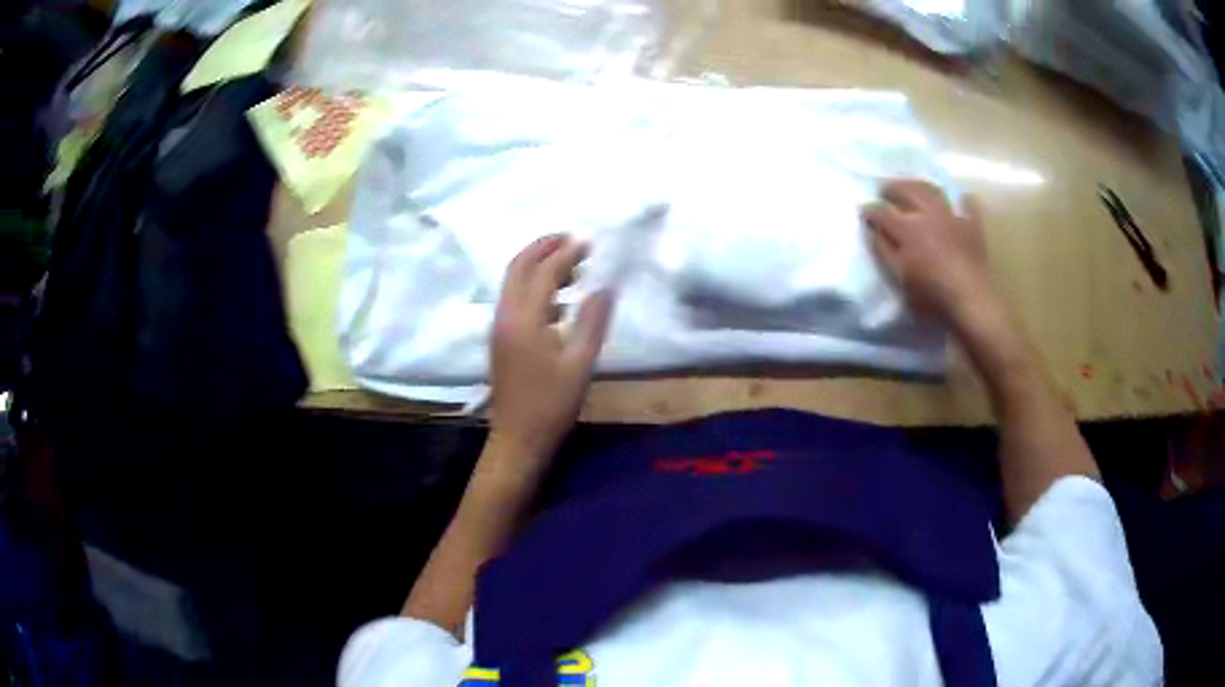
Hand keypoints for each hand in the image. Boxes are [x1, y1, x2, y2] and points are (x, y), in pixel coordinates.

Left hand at [489, 235, 613, 469]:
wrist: (517, 438)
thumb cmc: (551, 404)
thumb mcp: (580, 364)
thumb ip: (592, 321)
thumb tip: (605, 287)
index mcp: (524, 319)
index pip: (545, 272)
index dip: (567, 254)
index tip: (589, 242)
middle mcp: (505, 315)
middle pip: (518, 266)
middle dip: (543, 247)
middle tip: (571, 238)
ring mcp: (499, 326)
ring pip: (512, 280)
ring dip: (536, 264)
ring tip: (569, 262)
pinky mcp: (500, 337)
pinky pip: (513, 296)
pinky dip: (531, 283)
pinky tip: (556, 295)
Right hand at [862, 180, 990, 323]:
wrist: (971, 299)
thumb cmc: (931, 294)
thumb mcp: (900, 278)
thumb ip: (884, 251)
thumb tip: (872, 230)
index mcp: (907, 229)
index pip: (882, 212)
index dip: (870, 210)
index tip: (863, 212)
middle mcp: (928, 214)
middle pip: (907, 190)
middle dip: (893, 188)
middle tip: (885, 191)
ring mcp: (952, 216)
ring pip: (933, 190)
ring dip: (920, 185)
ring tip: (913, 188)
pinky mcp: (972, 225)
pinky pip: (967, 203)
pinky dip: (959, 198)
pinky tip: (956, 199)